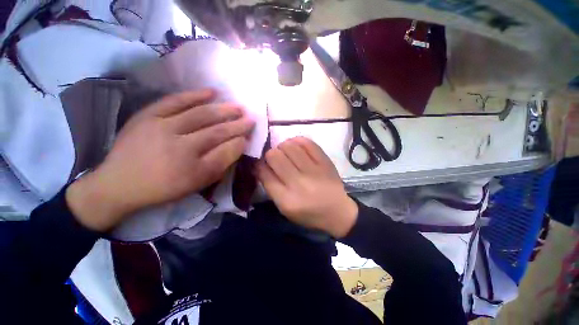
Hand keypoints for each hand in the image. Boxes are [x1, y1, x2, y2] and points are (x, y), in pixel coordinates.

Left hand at [66, 90, 253, 231]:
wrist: (118, 184)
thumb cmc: (163, 187)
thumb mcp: (197, 184)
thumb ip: (220, 164)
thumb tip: (238, 144)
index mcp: (192, 168)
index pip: (225, 149)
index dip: (240, 139)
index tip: (250, 134)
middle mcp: (179, 145)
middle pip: (216, 130)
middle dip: (237, 124)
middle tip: (250, 118)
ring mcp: (161, 127)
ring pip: (200, 114)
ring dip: (223, 110)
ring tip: (238, 107)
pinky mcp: (148, 116)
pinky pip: (175, 101)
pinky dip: (195, 95)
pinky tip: (211, 92)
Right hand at [256, 137, 357, 237]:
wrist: (337, 211)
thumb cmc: (308, 213)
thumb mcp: (284, 208)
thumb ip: (270, 187)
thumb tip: (260, 164)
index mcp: (286, 200)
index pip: (264, 173)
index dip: (259, 165)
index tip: (261, 164)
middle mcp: (299, 183)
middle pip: (274, 156)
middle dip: (270, 154)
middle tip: (275, 158)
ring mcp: (313, 170)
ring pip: (289, 146)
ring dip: (283, 146)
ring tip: (286, 152)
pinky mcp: (325, 161)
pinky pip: (307, 142)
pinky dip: (297, 141)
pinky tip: (297, 147)